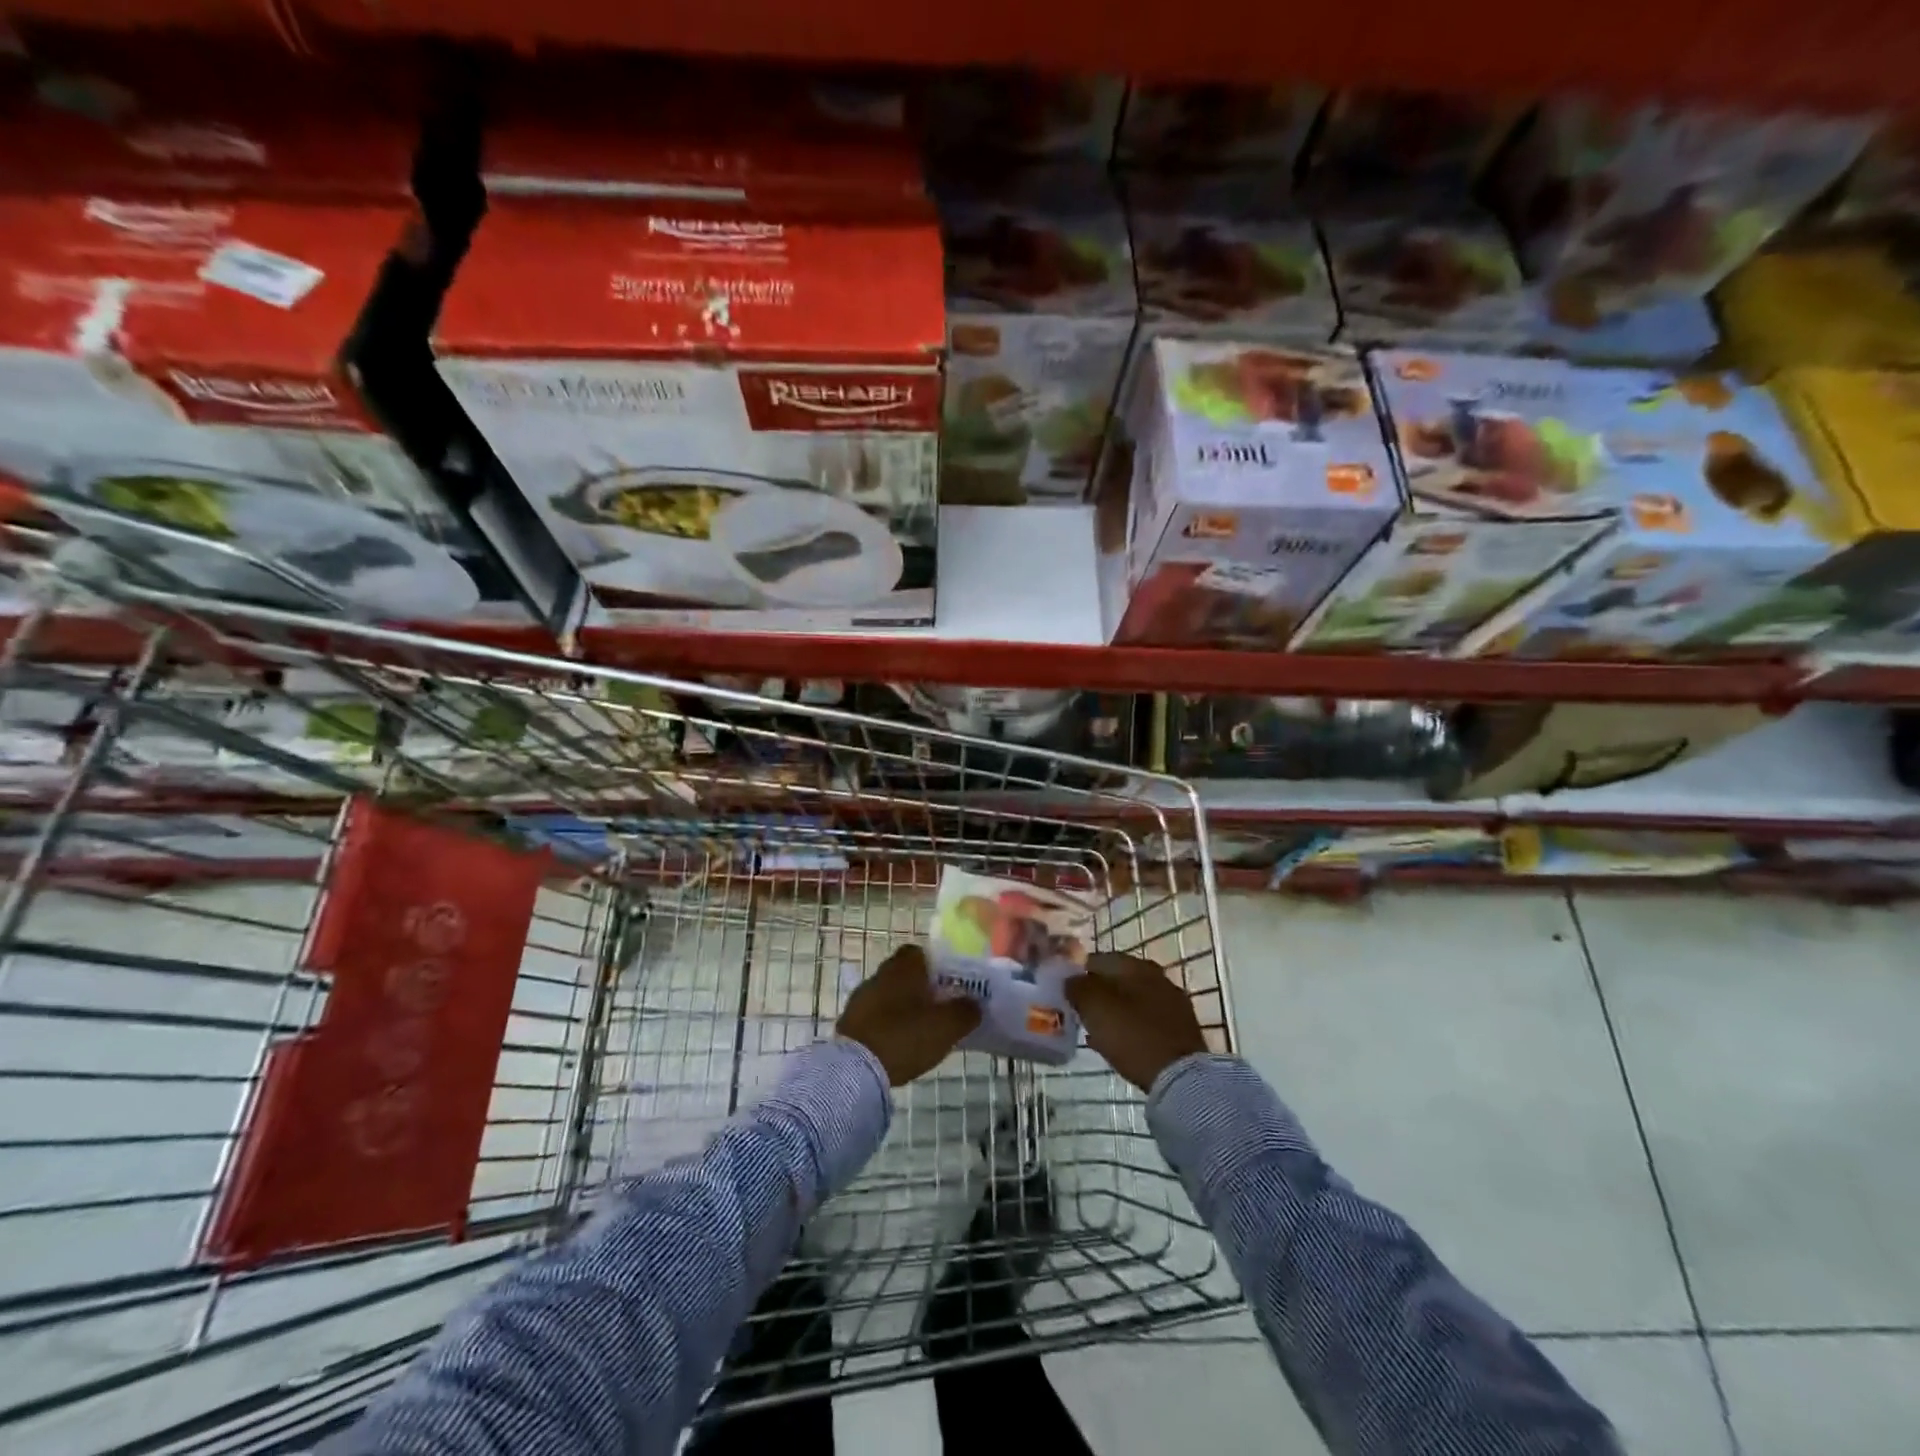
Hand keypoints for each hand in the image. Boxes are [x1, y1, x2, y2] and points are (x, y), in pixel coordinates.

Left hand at [837, 944, 980, 1086]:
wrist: (854, 1069)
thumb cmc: (905, 1037)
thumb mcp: (946, 1027)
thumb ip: (965, 1011)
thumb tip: (974, 1003)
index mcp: (903, 967)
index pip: (920, 952)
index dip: (936, 965)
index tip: (949, 984)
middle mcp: (880, 974)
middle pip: (904, 974)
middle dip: (920, 988)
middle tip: (939, 1008)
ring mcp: (861, 998)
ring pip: (889, 995)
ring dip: (902, 1007)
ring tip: (920, 1030)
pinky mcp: (850, 1022)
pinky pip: (875, 1016)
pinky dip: (887, 1024)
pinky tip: (898, 1044)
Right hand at [1065, 952, 1208, 1091]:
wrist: (1180, 1077)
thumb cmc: (1132, 1035)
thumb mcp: (1095, 1007)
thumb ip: (1078, 987)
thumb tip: (1071, 980)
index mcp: (1137, 965)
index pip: (1098, 959)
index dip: (1078, 973)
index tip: (1064, 992)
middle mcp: (1157, 977)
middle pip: (1117, 980)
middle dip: (1097, 994)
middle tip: (1078, 1012)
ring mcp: (1171, 1003)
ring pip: (1131, 1001)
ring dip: (1112, 1011)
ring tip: (1094, 1029)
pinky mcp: (1180, 1029)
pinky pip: (1144, 1021)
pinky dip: (1128, 1028)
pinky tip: (1115, 1044)